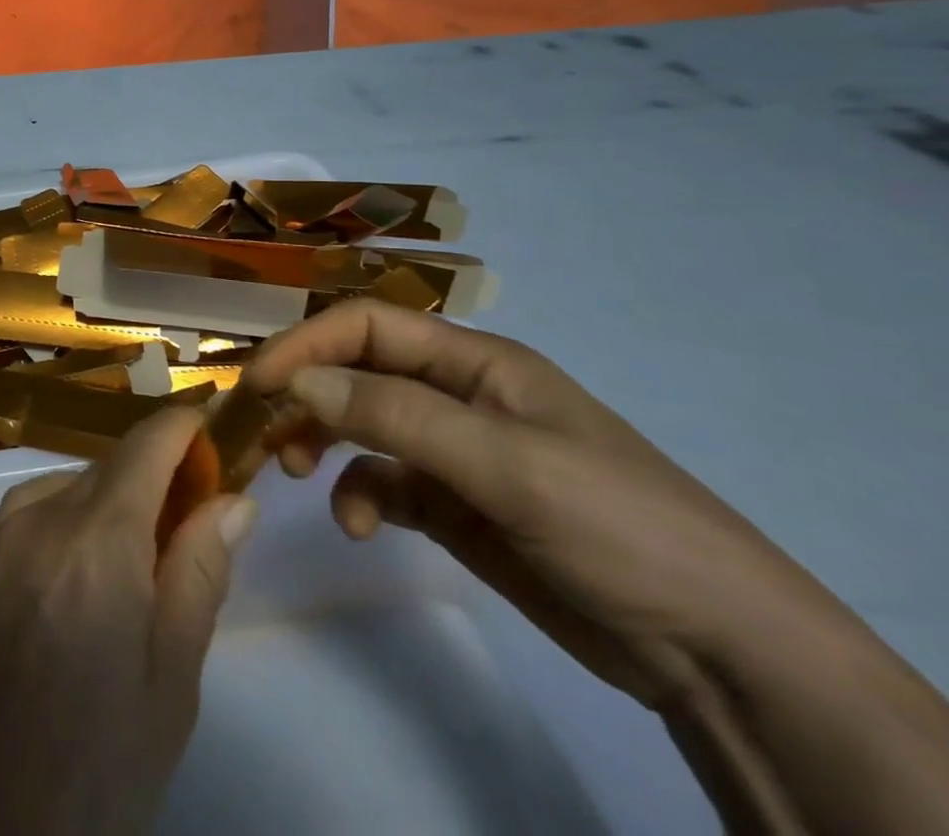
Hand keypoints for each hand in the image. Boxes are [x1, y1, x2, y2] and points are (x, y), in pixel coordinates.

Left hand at [0, 408, 257, 835]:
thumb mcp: (171, 679)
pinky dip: (69, 522)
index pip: (145, 445)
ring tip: (136, 567)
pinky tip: (80, 582)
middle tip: (192, 521)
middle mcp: (39, 515)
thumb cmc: (97, 764)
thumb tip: (233, 497)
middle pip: (108, 467)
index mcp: (96, 538)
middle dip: (154, 476)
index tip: (214, 427)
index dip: (182, 426)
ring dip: (109, 502)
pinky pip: (33, 514)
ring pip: (69, 487)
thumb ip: (200, 571)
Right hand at [244, 298, 842, 710]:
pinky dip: (359, 495)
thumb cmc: (616, 526)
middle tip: (264, 428)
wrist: (719, 653)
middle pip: (357, 371)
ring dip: (323, 442)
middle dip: (308, 392)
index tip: (260, 382)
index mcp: (475, 362)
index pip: (369, 326)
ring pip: (361, 425)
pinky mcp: (453, 505)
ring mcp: (454, 451)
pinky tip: (360, 526)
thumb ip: (395, 416)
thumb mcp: (505, 464)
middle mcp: (457, 395)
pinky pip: (383, 482)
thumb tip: (296, 382)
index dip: (308, 343)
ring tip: (297, 473)